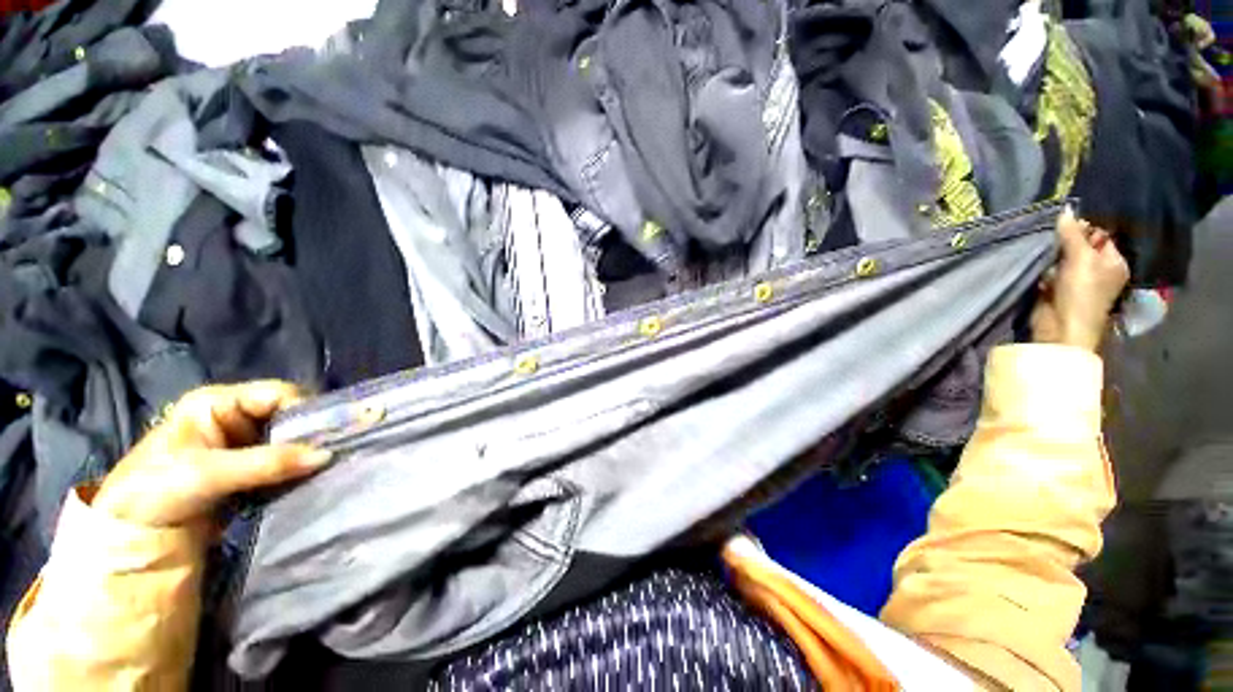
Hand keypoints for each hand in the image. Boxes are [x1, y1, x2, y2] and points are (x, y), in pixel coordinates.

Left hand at [93, 381, 330, 528]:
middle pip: (288, 416)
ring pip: (288, 441)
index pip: (279, 394)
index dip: (307, 410)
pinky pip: (281, 463)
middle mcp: (234, 417)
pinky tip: (309, 480)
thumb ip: (268, 463)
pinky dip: (296, 471)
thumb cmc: (155, 492)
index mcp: (219, 403)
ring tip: (328, 468)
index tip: (332, 434)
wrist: (127, 540)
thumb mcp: (207, 475)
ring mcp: (240, 445)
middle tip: (335, 453)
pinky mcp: (245, 470)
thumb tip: (327, 454)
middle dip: (310, 434)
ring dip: (305, 455)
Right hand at [1031, 208, 1129, 351]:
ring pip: (1063, 259)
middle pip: (1080, 246)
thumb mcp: (1080, 258)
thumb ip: (1073, 234)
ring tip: (1043, 249)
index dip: (1084, 228)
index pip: (1099, 236)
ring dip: (1052, 255)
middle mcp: (1099, 270)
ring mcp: (1078, 281)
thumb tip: (1066, 210)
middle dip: (1065, 241)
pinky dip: (1044, 268)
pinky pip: (1050, 271)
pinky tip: (1038, 265)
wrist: (1061, 328)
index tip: (1065, 226)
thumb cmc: (1081, 293)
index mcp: (1114, 262)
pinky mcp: (1057, 289)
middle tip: (1051, 237)